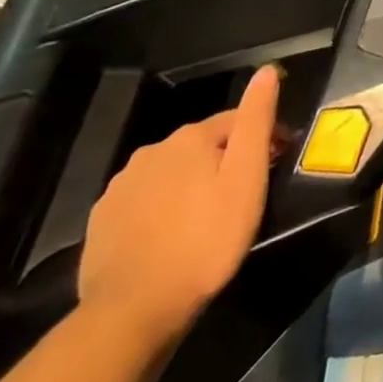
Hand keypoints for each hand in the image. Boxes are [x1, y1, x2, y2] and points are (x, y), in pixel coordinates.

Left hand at [78, 64, 279, 345]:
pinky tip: (173, 234)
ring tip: (210, 216)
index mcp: (190, 138)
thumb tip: (267, 70)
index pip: (237, 120)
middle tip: (247, 192)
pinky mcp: (102, 221)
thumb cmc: (206, 240)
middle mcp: (152, 151)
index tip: (280, 161)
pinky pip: (145, 201)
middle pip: (202, 146)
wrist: (133, 311)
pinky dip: (163, 208)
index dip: (264, 137)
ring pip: (172, 173)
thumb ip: (256, 121)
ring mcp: (121, 187)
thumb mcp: (246, 177)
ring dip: (193, 183)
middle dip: (227, 160)